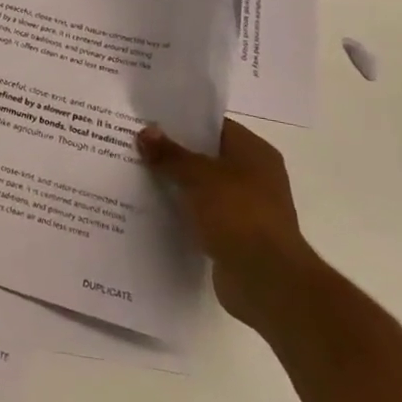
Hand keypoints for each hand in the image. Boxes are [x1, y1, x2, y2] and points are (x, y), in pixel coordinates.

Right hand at [137, 117, 324, 332]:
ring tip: (137, 174)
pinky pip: (202, 215)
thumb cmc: (238, 214)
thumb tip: (146, 132)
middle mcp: (255, 177)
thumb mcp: (198, 176)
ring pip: (202, 187)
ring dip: (176, 184)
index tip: (150, 120)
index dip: (183, 122)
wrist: (266, 280)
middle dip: (174, 153)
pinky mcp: (235, 236)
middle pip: (207, 156)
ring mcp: (246, 209)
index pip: (215, 126)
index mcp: (255, 153)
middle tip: (136, 145)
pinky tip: (152, 208)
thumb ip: (170, 154)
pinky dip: (182, 212)